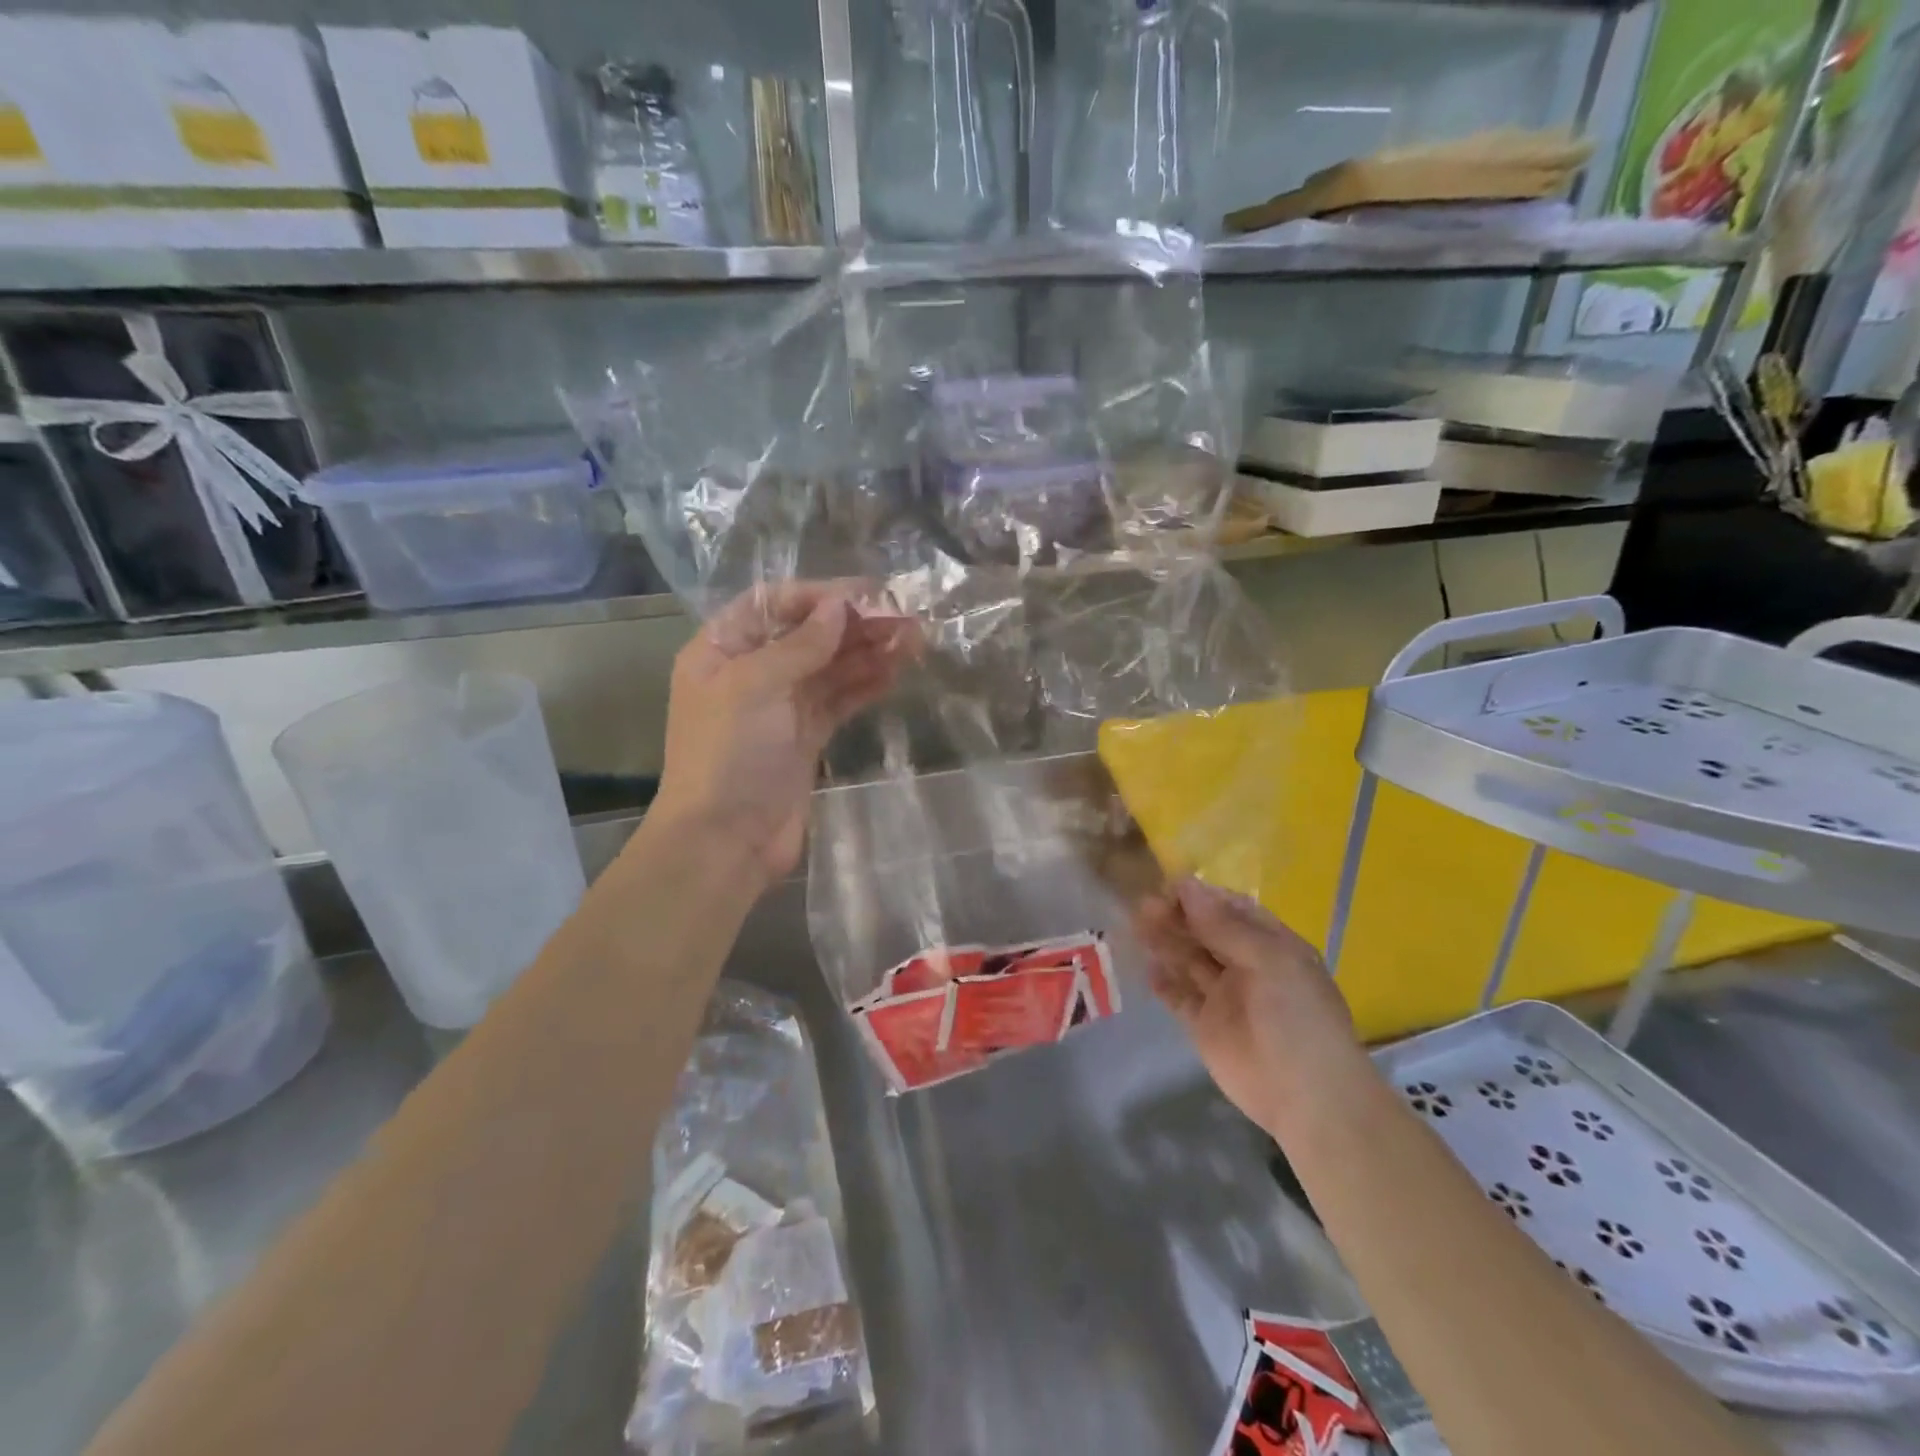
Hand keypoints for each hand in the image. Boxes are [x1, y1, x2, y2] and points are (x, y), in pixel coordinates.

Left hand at [650, 581, 916, 886]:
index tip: (868, 594)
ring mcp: (781, 707)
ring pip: (830, 668)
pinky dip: (865, 685)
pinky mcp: (806, 738)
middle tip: (905, 617)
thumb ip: (800, 644)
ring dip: (868, 652)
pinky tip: (896, 671)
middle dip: (854, 624)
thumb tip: (839, 605)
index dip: (819, 596)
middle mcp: (751, 672)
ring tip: (913, 640)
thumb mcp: (755, 686)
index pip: (773, 604)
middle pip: (808, 635)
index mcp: (722, 649)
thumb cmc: (728, 754)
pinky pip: (839, 701)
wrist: (725, 841)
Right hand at [1134, 878, 1371, 1137]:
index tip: (1168, 887)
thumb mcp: (1268, 961)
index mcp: (1271, 946)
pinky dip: (1163, 981)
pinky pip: (1179, 996)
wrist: (1307, 1097)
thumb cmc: (1296, 1018)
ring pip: (1188, 960)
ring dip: (1165, 942)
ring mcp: (1224, 996)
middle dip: (1177, 917)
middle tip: (1144, 906)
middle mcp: (1246, 965)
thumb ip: (1224, 925)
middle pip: (1205, 932)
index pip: (1231, 910)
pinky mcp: (1204, 1025)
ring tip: (1137, 927)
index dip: (1201, 898)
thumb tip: (1187, 886)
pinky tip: (1147, 968)